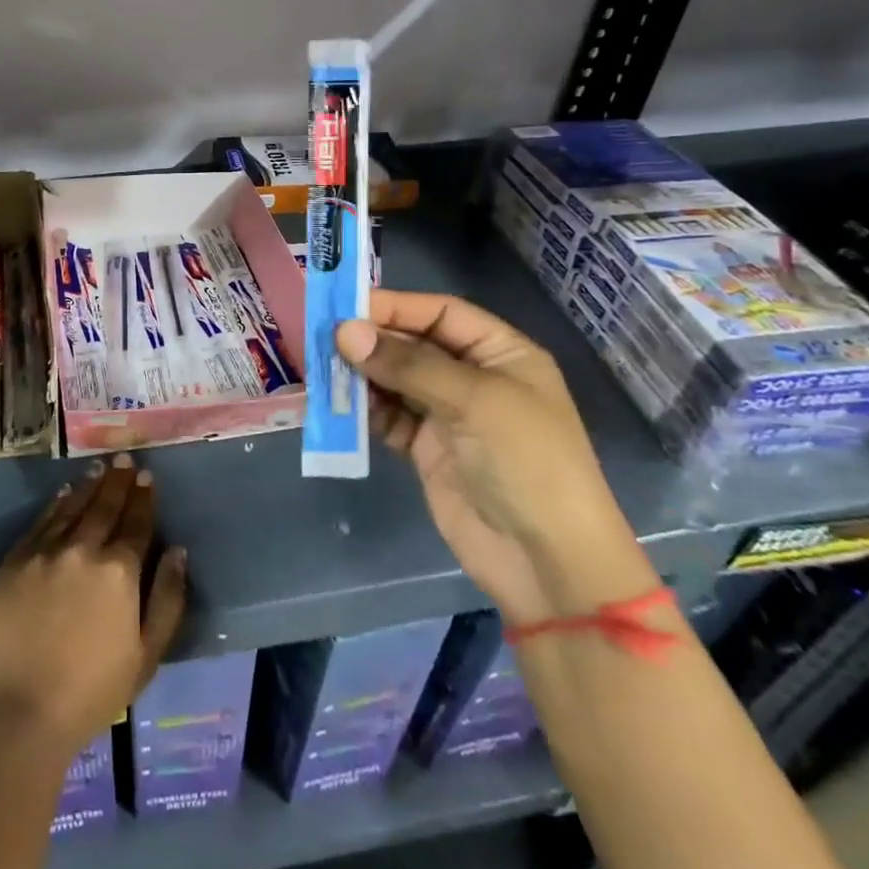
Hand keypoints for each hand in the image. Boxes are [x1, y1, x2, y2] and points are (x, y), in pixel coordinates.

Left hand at [0, 453, 186, 757]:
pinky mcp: (14, 561)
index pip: (136, 524)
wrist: (17, 711)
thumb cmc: (90, 693)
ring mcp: (45, 551)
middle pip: (104, 507)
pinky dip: (56, 504)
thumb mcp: (146, 656)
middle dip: (118, 481)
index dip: (143, 499)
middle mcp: (83, 549)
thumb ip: (167, 600)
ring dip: (89, 486)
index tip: (147, 476)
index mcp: (119, 571)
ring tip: (99, 468)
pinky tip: (64, 493)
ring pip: (72, 507)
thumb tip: (177, 551)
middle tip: (125, 459)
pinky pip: (41, 521)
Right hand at [336, 290, 651, 624]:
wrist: (547, 562)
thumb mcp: (473, 400)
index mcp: (500, 353)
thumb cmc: (525, 461)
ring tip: (321, 369)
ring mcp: (448, 415)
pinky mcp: (426, 450)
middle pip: (412, 345)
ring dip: (361, 375)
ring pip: (394, 381)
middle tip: (321, 337)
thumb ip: (406, 364)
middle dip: (370, 341)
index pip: (440, 313)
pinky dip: (363, 411)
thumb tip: (344, 331)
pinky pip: (387, 418)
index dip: (394, 307)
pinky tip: (336, 405)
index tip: (344, 306)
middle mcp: (472, 378)